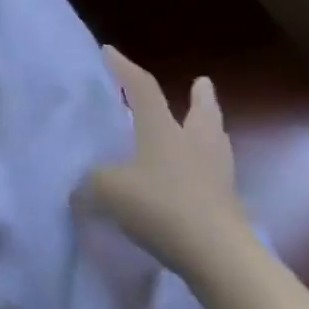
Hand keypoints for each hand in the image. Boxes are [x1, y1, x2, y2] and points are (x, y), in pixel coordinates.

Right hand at [83, 47, 248, 274]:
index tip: (110, 51)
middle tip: (201, 82)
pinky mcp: (229, 206)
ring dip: (209, 129)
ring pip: (215, 141)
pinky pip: (216, 176)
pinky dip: (208, 170)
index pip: (142, 88)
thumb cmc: (161, 208)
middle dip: (199, 96)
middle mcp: (193, 144)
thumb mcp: (108, 192)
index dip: (124, 68)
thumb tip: (79, 188)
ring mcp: (217, 175)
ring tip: (206, 127)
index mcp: (163, 130)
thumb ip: (89, 184)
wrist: (219, 257)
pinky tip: (199, 179)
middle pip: (201, 112)